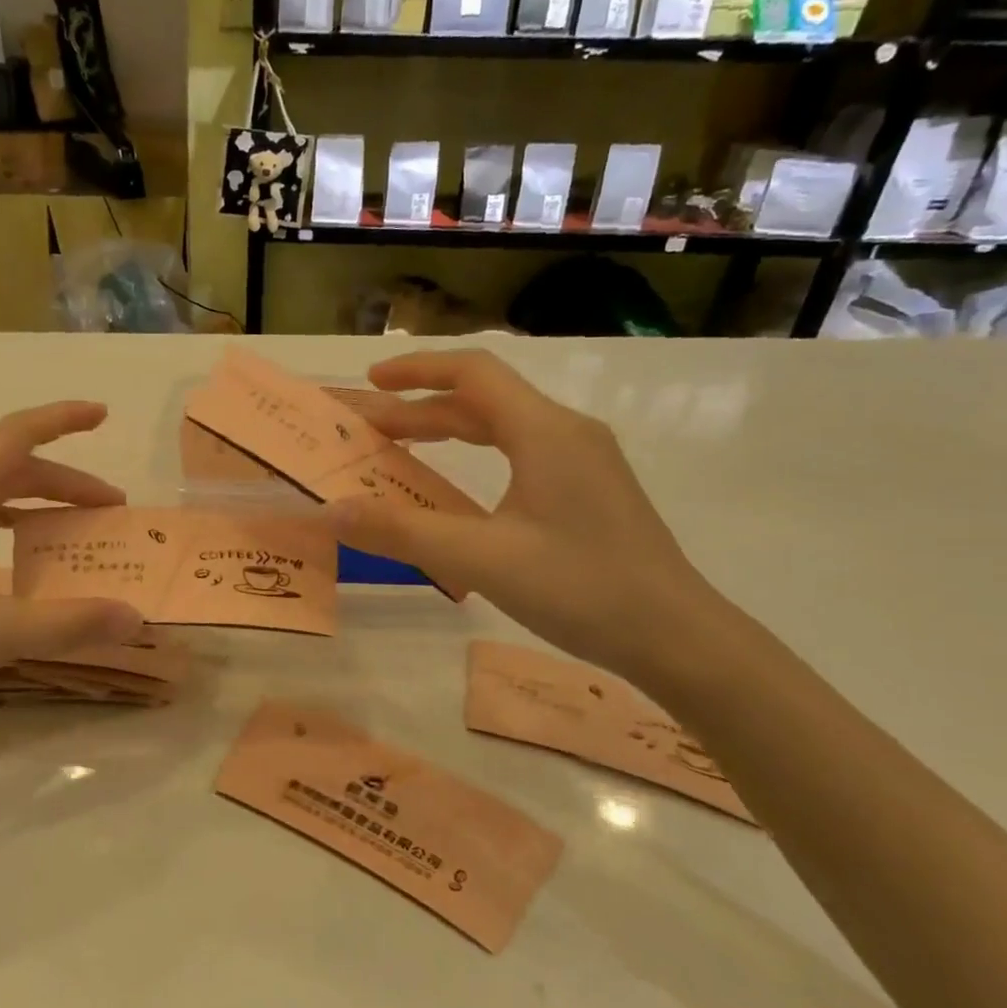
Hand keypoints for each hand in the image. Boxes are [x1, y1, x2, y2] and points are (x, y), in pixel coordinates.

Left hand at [0, 401, 143, 727]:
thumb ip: (68, 623)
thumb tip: (135, 619)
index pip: (17, 434)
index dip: (63, 419)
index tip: (103, 414)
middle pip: (8, 465)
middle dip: (63, 481)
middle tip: (108, 508)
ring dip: (32, 501)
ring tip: (69, 528)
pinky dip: (1, 519)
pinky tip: (12, 555)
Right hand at [330, 350, 723, 682]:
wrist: (677, 637)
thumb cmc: (581, 589)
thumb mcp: (481, 559)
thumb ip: (401, 531)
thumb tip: (329, 511)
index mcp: (545, 432)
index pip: (473, 373)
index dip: (416, 370)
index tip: (370, 383)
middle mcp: (566, 433)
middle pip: (483, 400)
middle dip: (421, 408)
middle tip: (368, 430)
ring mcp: (583, 462)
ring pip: (503, 429)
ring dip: (448, 433)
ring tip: (400, 450)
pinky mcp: (589, 491)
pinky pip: (521, 455)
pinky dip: (476, 458)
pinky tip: (458, 489)